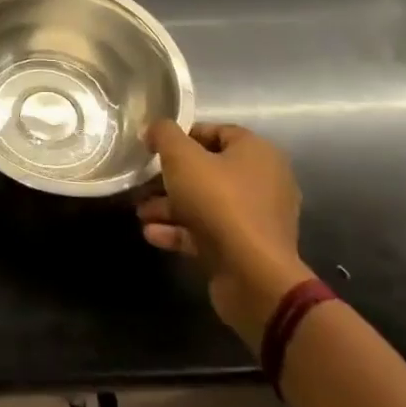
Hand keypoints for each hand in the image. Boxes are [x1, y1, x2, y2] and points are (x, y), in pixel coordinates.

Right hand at [137, 120, 314, 348]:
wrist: (253, 275)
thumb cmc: (219, 202)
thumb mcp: (182, 158)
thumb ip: (164, 135)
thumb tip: (154, 130)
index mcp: (257, 153)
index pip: (216, 131)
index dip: (182, 136)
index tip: (153, 147)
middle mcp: (263, 181)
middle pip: (207, 170)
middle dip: (170, 178)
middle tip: (143, 183)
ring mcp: (256, 218)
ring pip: (205, 203)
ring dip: (170, 206)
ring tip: (141, 213)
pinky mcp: (247, 248)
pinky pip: (210, 231)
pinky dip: (182, 230)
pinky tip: (153, 234)